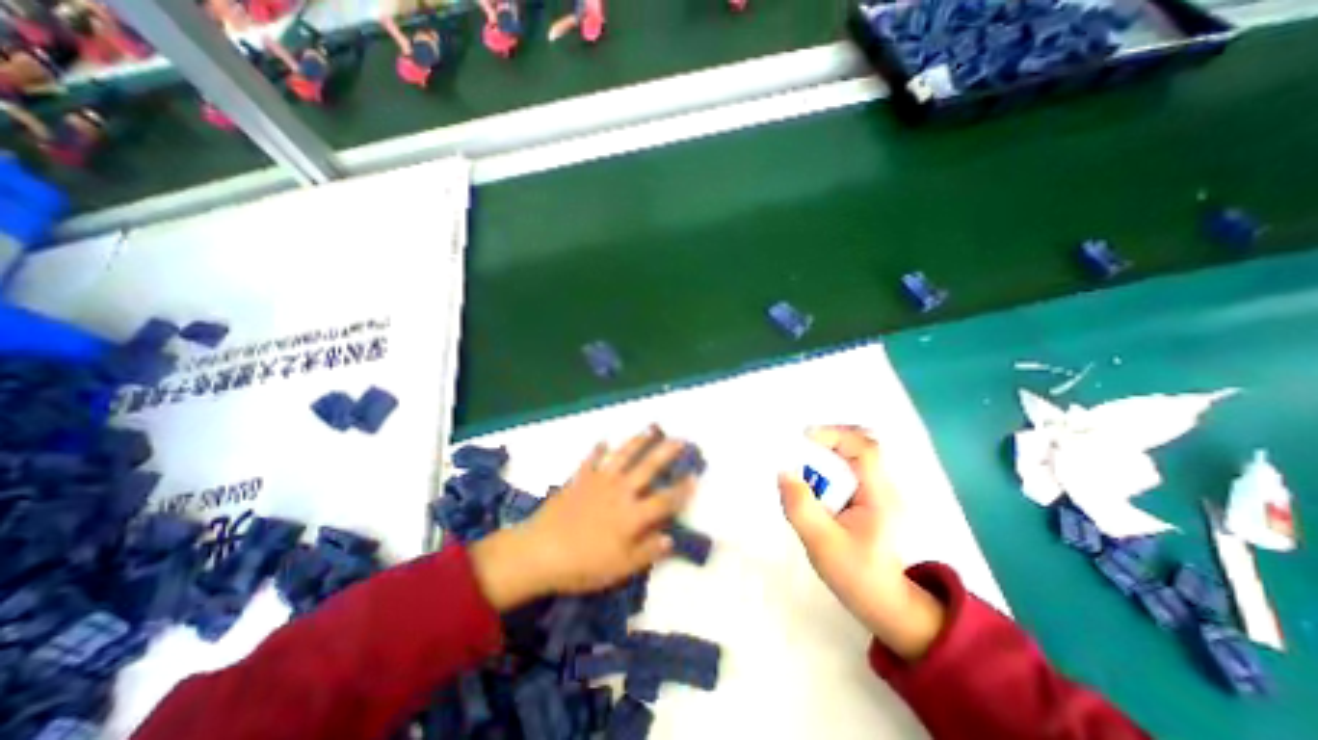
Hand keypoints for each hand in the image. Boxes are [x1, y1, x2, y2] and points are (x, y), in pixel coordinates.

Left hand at [468, 429, 692, 612]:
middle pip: (648, 468)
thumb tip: (670, 538)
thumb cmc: (582, 565)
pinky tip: (602, 441)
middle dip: (666, 452)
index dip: (682, 489)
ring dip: (638, 441)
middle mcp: (620, 492)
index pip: (664, 500)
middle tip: (680, 439)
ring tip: (651, 428)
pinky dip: (597, 450)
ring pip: (623, 456)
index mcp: (632, 515)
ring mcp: (599, 482)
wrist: (539, 552)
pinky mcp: (579, 479)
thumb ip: (647, 552)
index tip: (695, 476)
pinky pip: (591, 460)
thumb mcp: (620, 568)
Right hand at [773, 424, 941, 661]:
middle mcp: (882, 486)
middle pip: (859, 444)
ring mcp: (878, 491)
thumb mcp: (823, 543)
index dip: (834, 435)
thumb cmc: (857, 575)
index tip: (804, 438)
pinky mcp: (869, 498)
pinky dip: (828, 466)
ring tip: (802, 465)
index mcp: (879, 495)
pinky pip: (849, 469)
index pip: (865, 448)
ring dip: (827, 453)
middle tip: (798, 449)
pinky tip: (813, 482)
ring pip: (854, 455)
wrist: (886, 604)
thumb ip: (802, 507)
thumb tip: (783, 472)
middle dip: (827, 441)